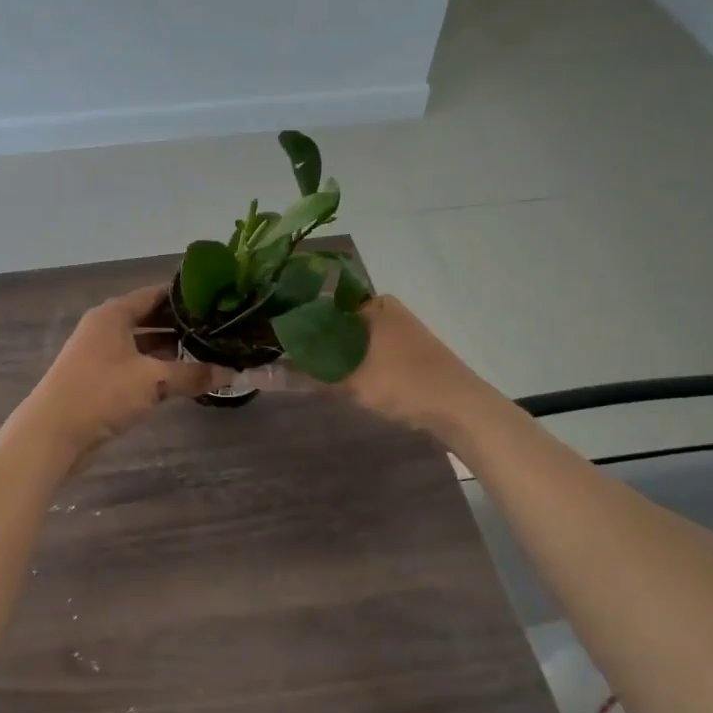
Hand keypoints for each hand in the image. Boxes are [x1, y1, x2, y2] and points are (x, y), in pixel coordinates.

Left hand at [19, 286, 213, 458]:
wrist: (53, 432)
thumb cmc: (102, 392)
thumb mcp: (153, 380)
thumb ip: (192, 374)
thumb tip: (231, 372)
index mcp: (114, 314)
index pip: (155, 294)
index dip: (185, 296)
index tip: (216, 300)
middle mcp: (107, 328)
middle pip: (151, 319)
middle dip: (182, 326)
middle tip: (219, 329)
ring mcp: (102, 354)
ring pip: (145, 345)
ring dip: (172, 350)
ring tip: (209, 353)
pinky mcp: (101, 380)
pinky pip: (137, 366)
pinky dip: (158, 369)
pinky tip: (183, 379)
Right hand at [261, 295, 486, 441]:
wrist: (462, 410)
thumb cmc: (403, 383)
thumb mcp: (346, 380)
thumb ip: (299, 375)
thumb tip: (251, 374)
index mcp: (371, 303)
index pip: (319, 302)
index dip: (291, 318)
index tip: (265, 334)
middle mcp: (384, 310)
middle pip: (333, 321)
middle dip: (307, 339)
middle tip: (274, 355)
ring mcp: (397, 332)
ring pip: (349, 339)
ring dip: (326, 354)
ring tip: (295, 368)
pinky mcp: (405, 355)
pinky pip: (364, 352)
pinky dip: (346, 363)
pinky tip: (330, 378)